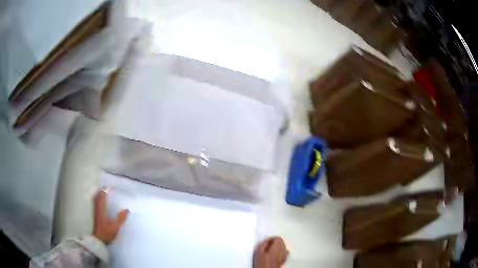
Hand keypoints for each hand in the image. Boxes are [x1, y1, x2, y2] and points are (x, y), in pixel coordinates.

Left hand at [93, 189, 128, 243]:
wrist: (98, 240)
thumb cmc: (107, 233)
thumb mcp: (116, 227)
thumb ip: (121, 218)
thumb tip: (126, 209)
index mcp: (102, 208)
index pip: (102, 196)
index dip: (105, 191)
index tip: (109, 187)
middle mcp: (97, 208)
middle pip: (97, 196)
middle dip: (101, 191)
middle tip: (106, 189)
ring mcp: (95, 212)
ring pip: (95, 200)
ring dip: (99, 195)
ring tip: (103, 194)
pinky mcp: (95, 216)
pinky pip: (95, 204)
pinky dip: (97, 201)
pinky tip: (101, 204)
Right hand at [253, 237, 288, 267]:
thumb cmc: (261, 263)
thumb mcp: (258, 252)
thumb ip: (263, 244)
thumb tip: (268, 241)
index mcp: (276, 248)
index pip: (278, 238)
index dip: (272, 238)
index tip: (266, 242)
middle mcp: (282, 250)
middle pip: (282, 242)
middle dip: (276, 242)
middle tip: (268, 246)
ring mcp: (285, 255)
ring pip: (284, 247)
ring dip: (279, 246)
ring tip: (272, 250)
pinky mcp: (284, 260)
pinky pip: (285, 252)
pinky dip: (282, 251)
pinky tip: (276, 255)